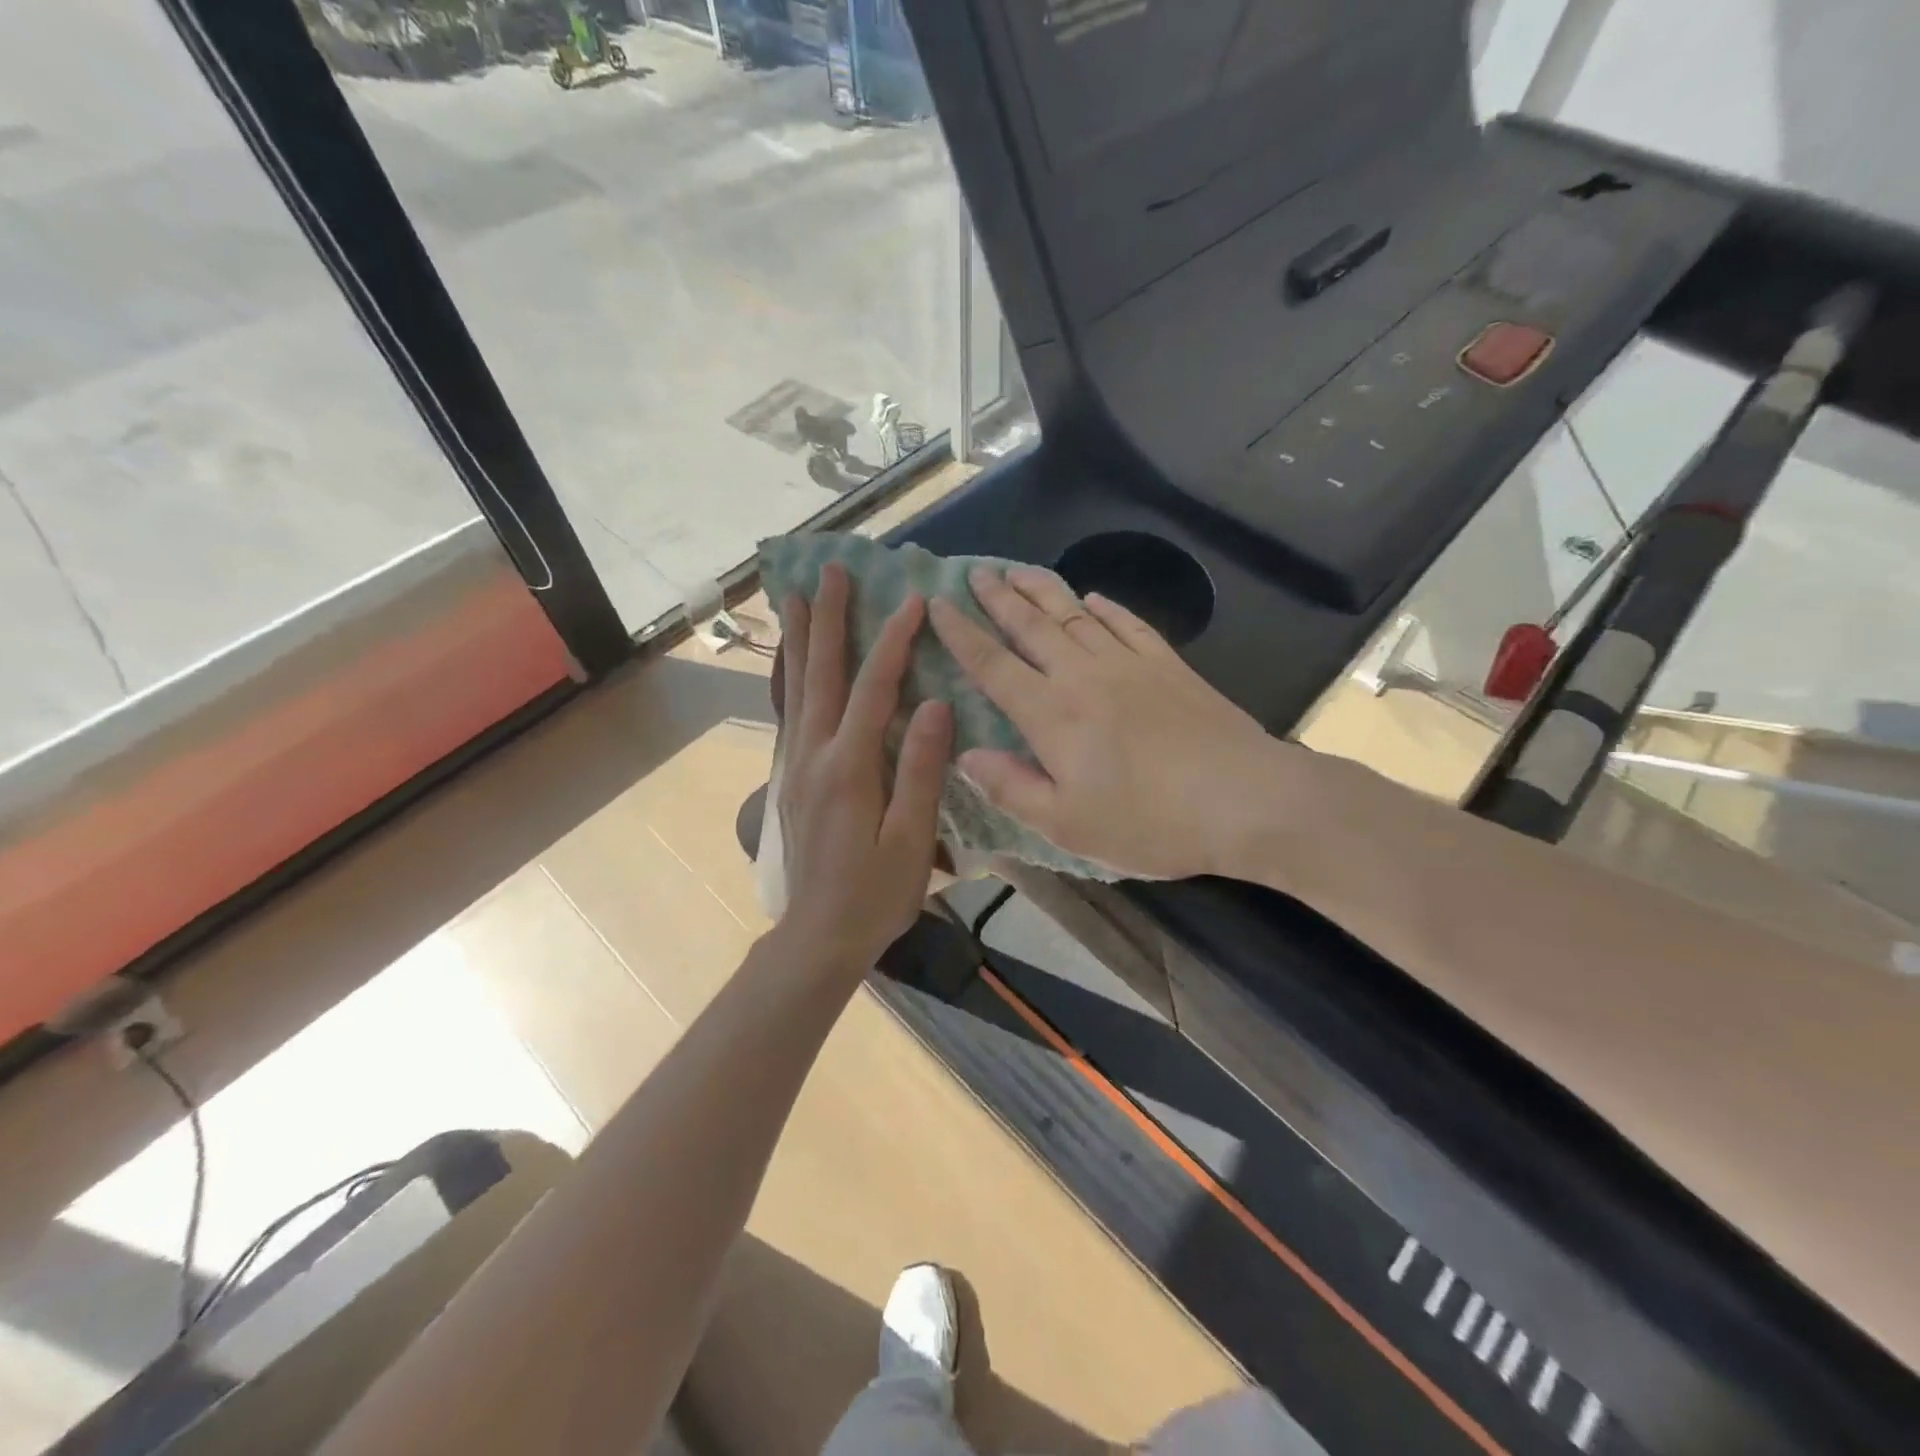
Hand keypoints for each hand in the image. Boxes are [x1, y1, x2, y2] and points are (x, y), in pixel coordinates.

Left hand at [772, 563, 953, 975]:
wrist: (819, 934)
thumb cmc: (876, 893)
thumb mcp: (911, 838)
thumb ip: (921, 769)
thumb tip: (936, 706)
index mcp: (850, 767)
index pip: (874, 688)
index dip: (892, 641)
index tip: (911, 600)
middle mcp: (815, 755)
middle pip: (821, 674)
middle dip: (827, 618)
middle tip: (827, 570)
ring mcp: (797, 764)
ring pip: (796, 687)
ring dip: (800, 638)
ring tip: (797, 596)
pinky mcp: (791, 777)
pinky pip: (790, 712)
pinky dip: (790, 676)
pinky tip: (793, 661)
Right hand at [928, 566, 1287, 880]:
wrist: (1245, 799)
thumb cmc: (1149, 821)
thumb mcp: (1067, 824)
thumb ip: (1011, 788)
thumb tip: (966, 754)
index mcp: (1052, 715)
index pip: (993, 665)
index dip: (961, 633)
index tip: (937, 604)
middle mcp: (1083, 675)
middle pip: (1031, 626)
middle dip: (998, 597)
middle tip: (975, 571)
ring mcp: (1129, 663)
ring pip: (1074, 614)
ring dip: (1042, 590)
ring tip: (1018, 569)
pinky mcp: (1168, 665)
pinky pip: (1127, 623)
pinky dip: (1105, 607)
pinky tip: (1093, 597)